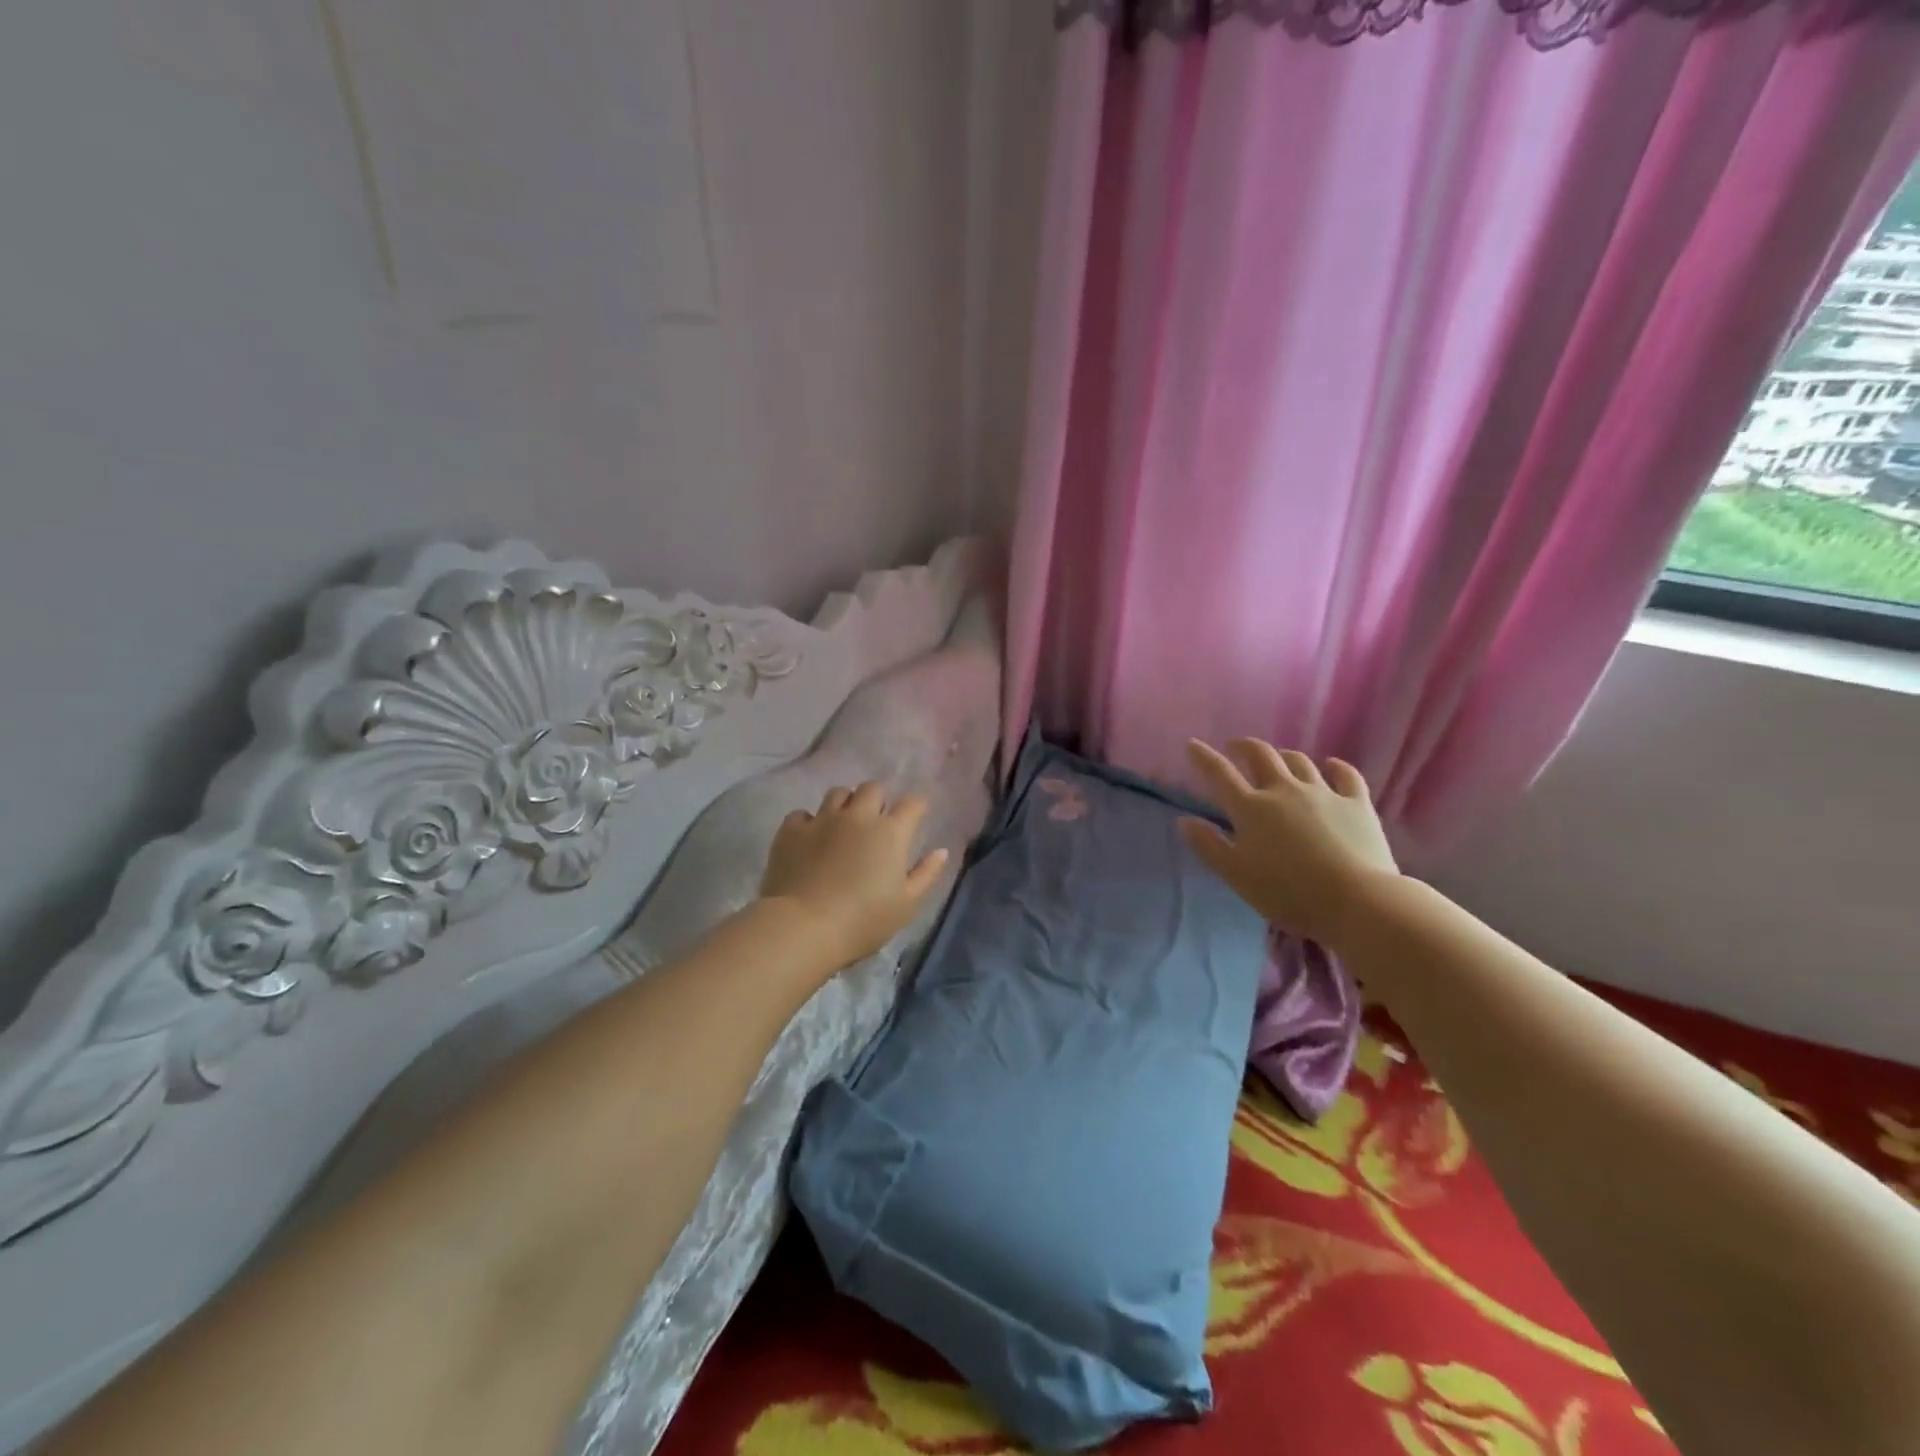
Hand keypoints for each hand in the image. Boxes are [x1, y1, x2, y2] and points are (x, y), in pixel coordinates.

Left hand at [759, 782, 949, 971]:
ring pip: (837, 794)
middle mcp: (858, 816)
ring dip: (845, 805)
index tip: (915, 817)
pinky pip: (803, 814)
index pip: (912, 803)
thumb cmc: (863, 921)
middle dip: (877, 800)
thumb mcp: (906, 905)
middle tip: (875, 822)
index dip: (916, 807)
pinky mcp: (792, 830)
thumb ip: (926, 874)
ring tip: (842, 825)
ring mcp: (822, 819)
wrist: (803, 927)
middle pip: (872, 788)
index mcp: (890, 832)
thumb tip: (941, 851)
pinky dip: (809, 822)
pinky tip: (809, 839)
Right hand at [1179, 739, 1399, 951]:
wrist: (1357, 901)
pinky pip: (1345, 775)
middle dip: (1244, 746)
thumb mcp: (1236, 875)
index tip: (1193, 744)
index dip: (1203, 757)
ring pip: (1299, 761)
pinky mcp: (1356, 803)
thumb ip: (1208, 846)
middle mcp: (1283, 790)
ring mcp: (1322, 793)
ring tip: (1278, 759)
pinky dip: (1335, 767)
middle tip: (1236, 746)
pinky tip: (1331, 766)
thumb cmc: (1287, 892)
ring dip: (1284, 755)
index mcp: (1250, 808)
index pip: (1219, 774)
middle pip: (1261, 755)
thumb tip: (1184, 820)